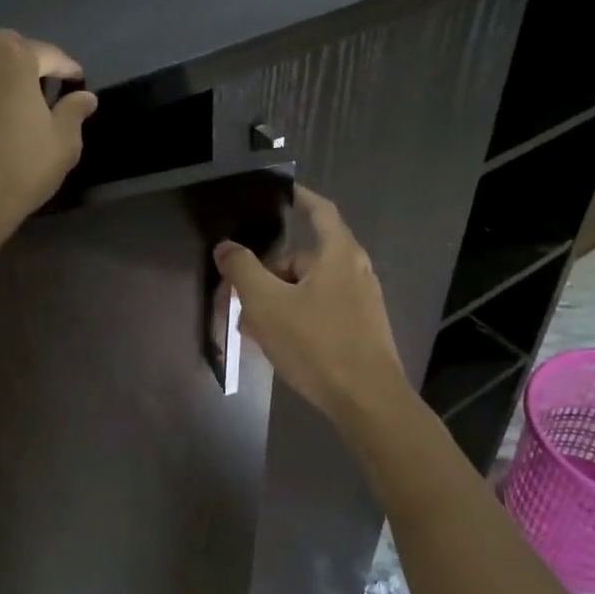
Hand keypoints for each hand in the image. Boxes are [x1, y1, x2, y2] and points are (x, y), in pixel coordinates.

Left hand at [0, 30, 97, 233]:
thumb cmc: (18, 167)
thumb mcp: (62, 144)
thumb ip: (74, 113)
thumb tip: (84, 97)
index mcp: (13, 55)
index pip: (49, 55)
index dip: (66, 70)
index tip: (76, 84)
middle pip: (3, 53)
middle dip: (20, 69)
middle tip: (33, 98)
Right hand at [214, 186, 408, 432]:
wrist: (368, 402)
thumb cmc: (317, 344)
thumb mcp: (267, 304)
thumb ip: (242, 270)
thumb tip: (226, 247)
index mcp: (339, 254)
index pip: (319, 210)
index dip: (298, 196)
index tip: (279, 191)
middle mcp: (355, 271)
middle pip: (304, 258)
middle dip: (269, 272)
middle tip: (238, 294)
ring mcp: (361, 302)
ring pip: (308, 289)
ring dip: (277, 300)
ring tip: (249, 326)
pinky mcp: (360, 330)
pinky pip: (320, 311)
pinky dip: (295, 318)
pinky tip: (274, 343)